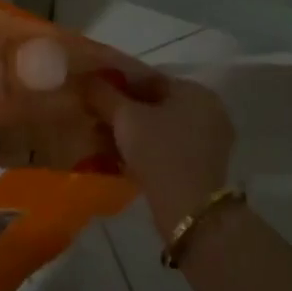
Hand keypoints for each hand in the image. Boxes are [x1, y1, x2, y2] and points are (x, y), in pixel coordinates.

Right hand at [86, 73, 236, 239]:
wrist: (189, 213)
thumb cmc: (159, 153)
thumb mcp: (125, 118)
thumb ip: (103, 93)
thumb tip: (83, 78)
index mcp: (194, 91)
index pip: (148, 76)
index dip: (115, 79)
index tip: (90, 87)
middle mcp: (207, 111)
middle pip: (153, 102)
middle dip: (120, 107)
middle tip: (91, 111)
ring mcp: (207, 141)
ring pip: (158, 126)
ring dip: (129, 129)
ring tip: (98, 135)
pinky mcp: (201, 167)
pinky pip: (165, 146)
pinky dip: (142, 147)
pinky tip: (117, 154)